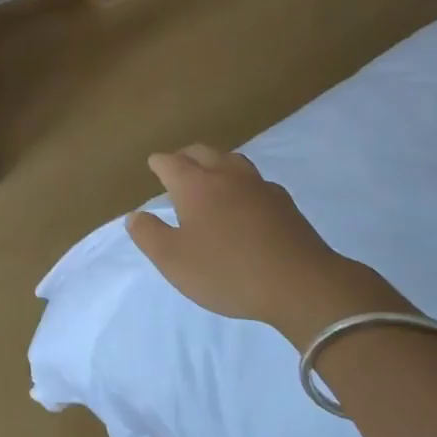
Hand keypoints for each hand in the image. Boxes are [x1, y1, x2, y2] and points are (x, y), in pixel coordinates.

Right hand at [126, 145, 407, 344]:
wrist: (301, 284)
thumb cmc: (227, 271)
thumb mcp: (174, 261)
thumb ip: (149, 235)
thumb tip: (135, 215)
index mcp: (194, 185)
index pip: (170, 162)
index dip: (159, 163)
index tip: (153, 165)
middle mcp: (225, 175)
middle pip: (201, 152)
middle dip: (185, 156)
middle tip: (177, 166)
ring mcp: (258, 186)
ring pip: (232, 160)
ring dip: (216, 163)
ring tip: (210, 176)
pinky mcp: (284, 202)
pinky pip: (256, 181)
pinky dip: (242, 183)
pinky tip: (246, 199)